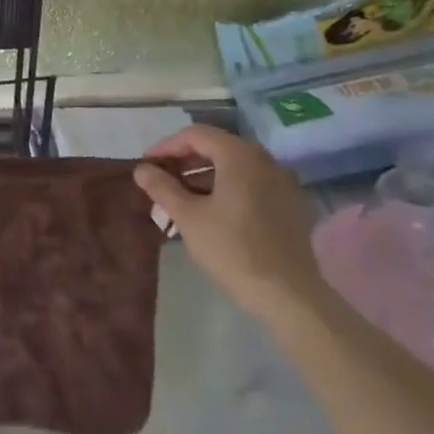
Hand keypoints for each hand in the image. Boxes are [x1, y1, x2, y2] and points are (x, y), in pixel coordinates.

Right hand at [134, 125, 327, 322]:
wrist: (290, 297)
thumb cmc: (233, 250)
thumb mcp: (188, 216)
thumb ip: (162, 187)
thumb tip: (142, 169)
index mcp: (240, 155)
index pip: (195, 135)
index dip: (166, 147)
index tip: (147, 166)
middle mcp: (265, 160)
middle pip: (216, 148)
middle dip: (184, 162)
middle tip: (161, 181)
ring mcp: (283, 184)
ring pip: (235, 168)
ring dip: (204, 177)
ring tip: (181, 199)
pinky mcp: (291, 207)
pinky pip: (252, 185)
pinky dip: (227, 190)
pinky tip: (212, 213)